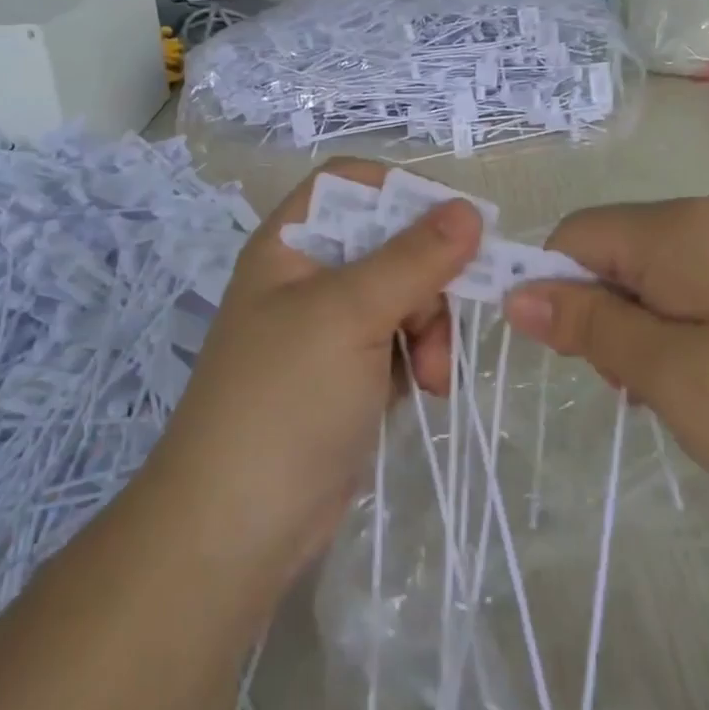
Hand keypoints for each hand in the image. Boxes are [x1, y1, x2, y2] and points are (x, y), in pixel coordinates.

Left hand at [152, 160, 483, 572]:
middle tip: (440, 325)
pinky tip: (425, 393)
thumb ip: (413, 258)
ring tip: (433, 377)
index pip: (349, 185)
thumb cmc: (285, 400)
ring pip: (404, 298)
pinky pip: (400, 344)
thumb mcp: (350, 315)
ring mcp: (328, 331)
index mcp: (291, 246)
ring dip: (430, 330)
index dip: (402, 192)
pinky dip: (419, 362)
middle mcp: (308, 279)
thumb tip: (469, 209)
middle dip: (427, 282)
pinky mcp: (348, 377)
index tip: (457, 223)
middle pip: (390, 244)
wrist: (239, 525)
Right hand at [502, 195, 708, 535]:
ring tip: (676, 391)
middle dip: (603, 315)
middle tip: (635, 385)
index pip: (574, 236)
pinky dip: (680, 327)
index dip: (552, 289)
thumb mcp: (669, 375)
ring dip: (641, 328)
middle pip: (614, 252)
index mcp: (681, 227)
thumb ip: (589, 327)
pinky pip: (696, 286)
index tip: (569, 356)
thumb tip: (517, 295)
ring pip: (653, 274)